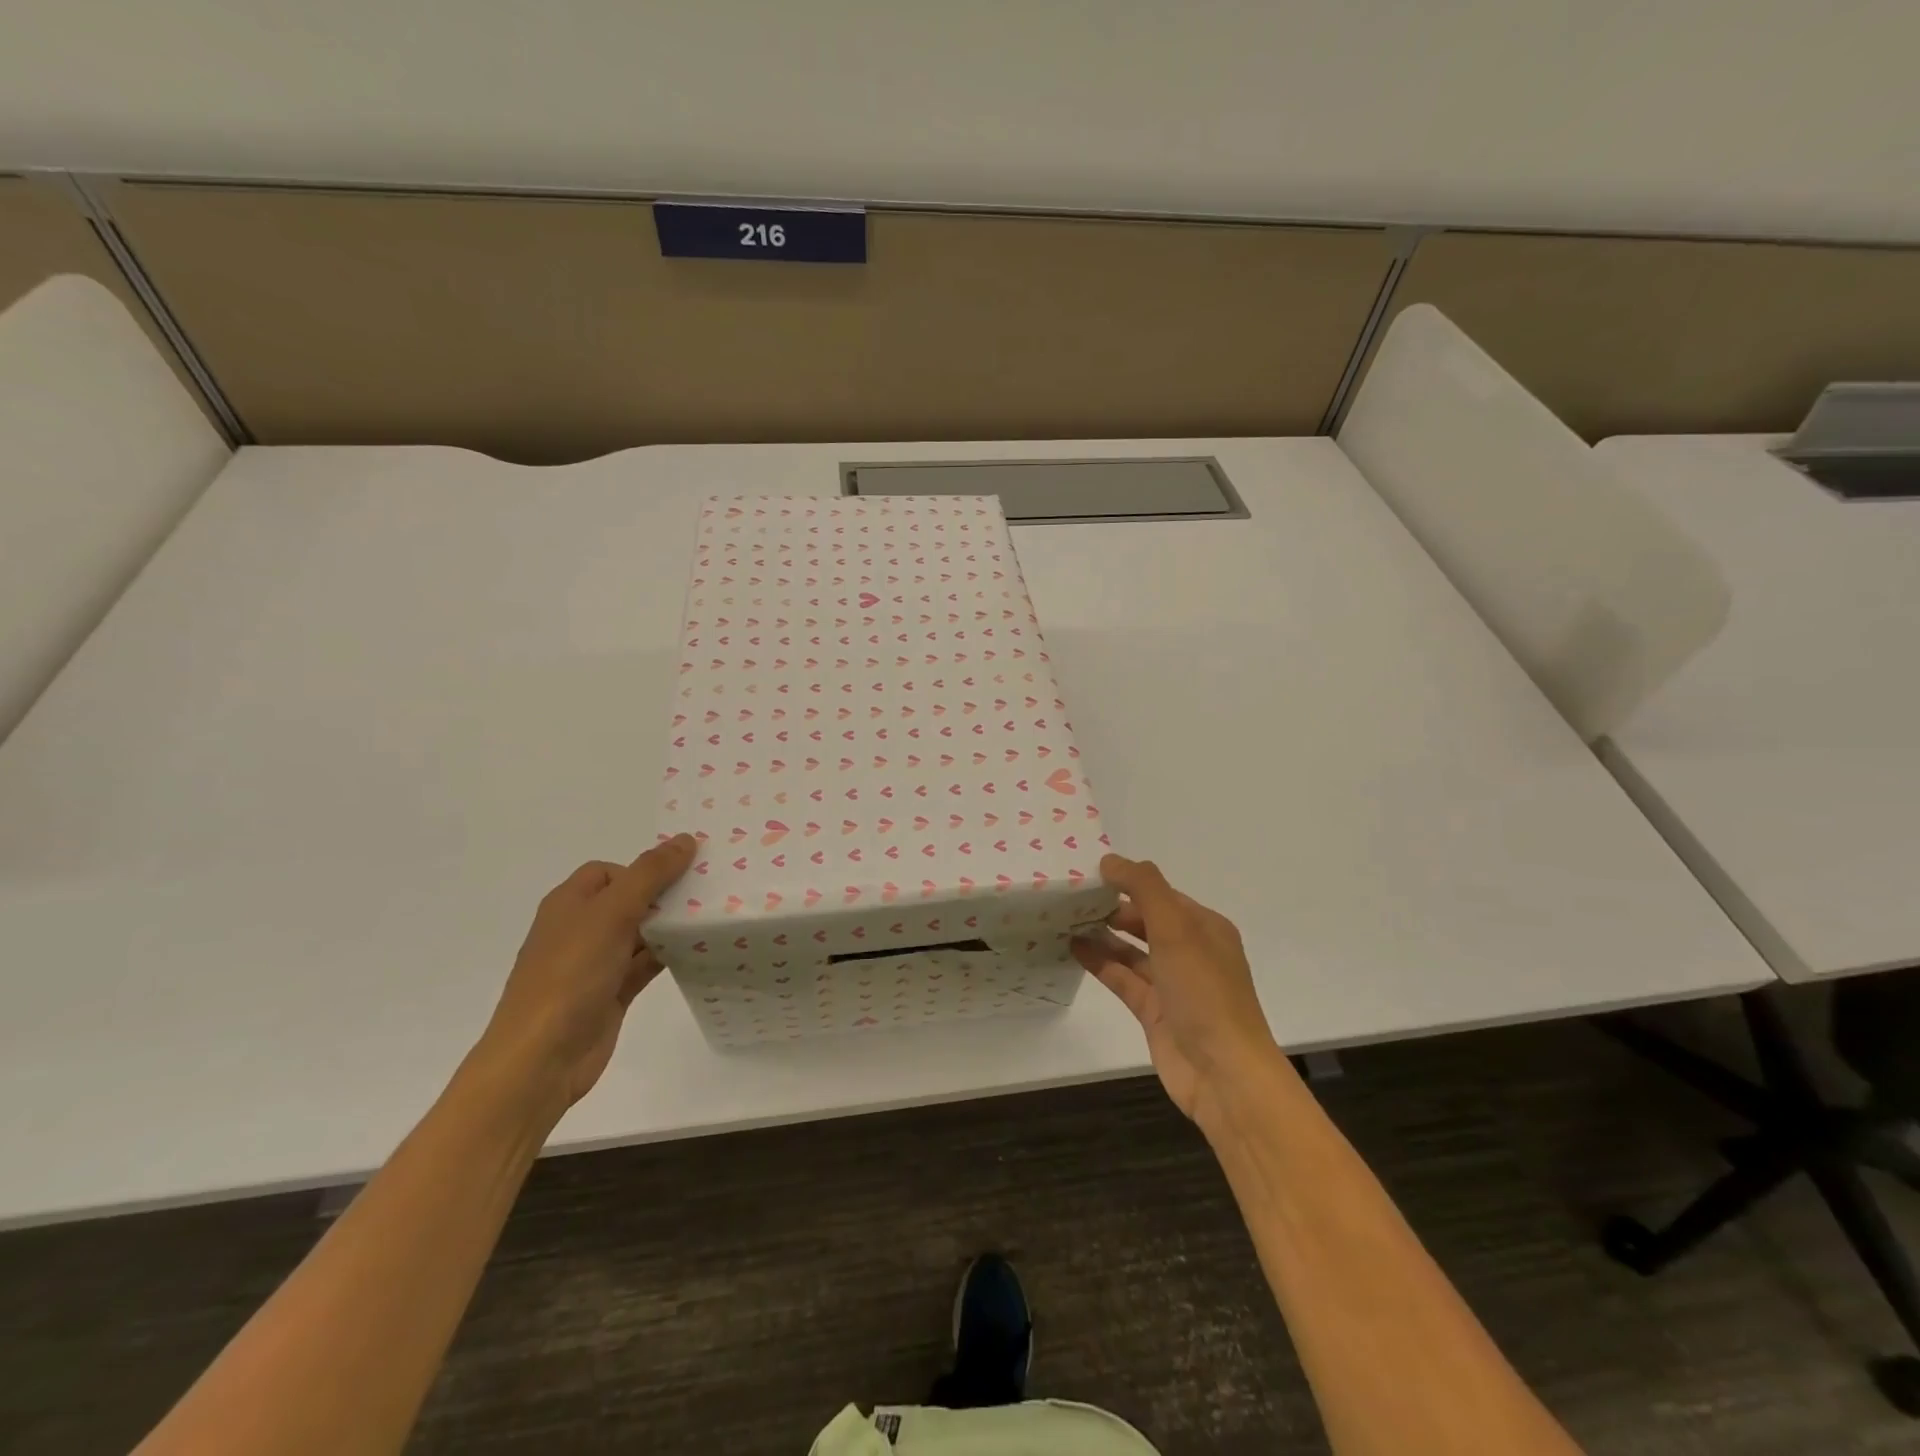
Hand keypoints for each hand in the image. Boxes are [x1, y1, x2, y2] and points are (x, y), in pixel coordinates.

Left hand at [475, 834, 696, 1118]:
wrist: (541, 1059)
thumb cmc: (570, 975)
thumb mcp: (611, 914)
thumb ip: (650, 875)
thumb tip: (685, 839)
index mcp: (570, 904)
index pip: (610, 872)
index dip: (643, 868)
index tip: (683, 874)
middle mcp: (581, 929)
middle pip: (629, 900)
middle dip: (665, 896)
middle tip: (710, 892)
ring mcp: (596, 964)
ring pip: (641, 934)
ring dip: (671, 927)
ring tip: (716, 917)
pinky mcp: (612, 993)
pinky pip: (646, 965)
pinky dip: (670, 956)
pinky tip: (701, 951)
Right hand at [1072, 854, 1280, 1120]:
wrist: (1223, 1074)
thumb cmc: (1204, 992)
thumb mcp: (1176, 928)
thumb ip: (1143, 888)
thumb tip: (1110, 860)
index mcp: (1205, 927)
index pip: (1161, 894)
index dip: (1128, 881)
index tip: (1089, 872)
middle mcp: (1191, 952)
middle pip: (1146, 920)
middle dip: (1112, 907)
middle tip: (1071, 896)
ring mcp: (1173, 984)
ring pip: (1132, 950)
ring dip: (1103, 934)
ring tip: (1065, 918)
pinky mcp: (1155, 1012)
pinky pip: (1124, 978)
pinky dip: (1101, 963)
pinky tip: (1074, 948)